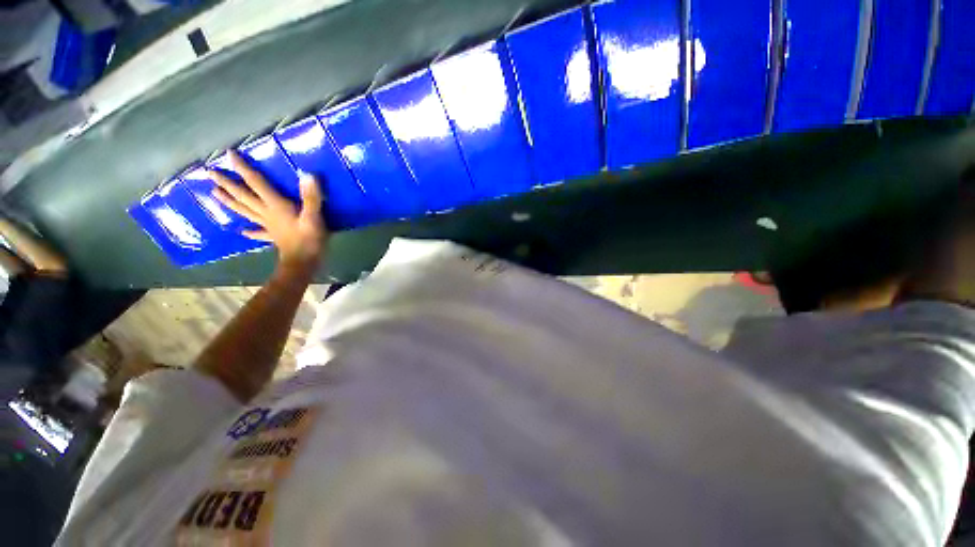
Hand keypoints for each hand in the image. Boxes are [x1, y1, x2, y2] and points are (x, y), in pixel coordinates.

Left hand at [210, 150, 327, 267]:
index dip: (242, 168)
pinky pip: (258, 232)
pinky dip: (250, 231)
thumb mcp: (314, 217)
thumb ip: (311, 197)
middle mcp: (266, 213)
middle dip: (227, 183)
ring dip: (229, 202)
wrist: (304, 262)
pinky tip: (243, 231)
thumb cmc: (309, 239)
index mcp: (275, 205)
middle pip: (243, 196)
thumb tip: (307, 175)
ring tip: (214, 193)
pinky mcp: (273, 237)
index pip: (256, 183)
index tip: (228, 154)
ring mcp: (268, 226)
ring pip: (244, 211)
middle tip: (210, 172)